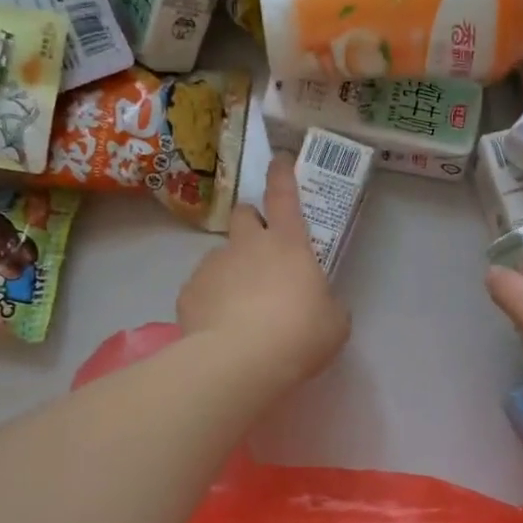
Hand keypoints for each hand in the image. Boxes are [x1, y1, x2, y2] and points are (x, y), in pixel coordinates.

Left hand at [176, 154, 349, 384]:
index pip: (284, 196)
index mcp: (288, 244)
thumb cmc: (300, 335)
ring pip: (221, 256)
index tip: (278, 160)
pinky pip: (202, 289)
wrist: (241, 361)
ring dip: (232, 271)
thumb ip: (326, 304)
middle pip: (243, 214)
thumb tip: (318, 304)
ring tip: (240, 309)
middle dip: (250, 223)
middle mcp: (247, 245)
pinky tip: (220, 328)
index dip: (282, 175)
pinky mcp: (189, 292)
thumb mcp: (334, 322)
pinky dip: (211, 302)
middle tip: (261, 251)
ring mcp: (214, 265)